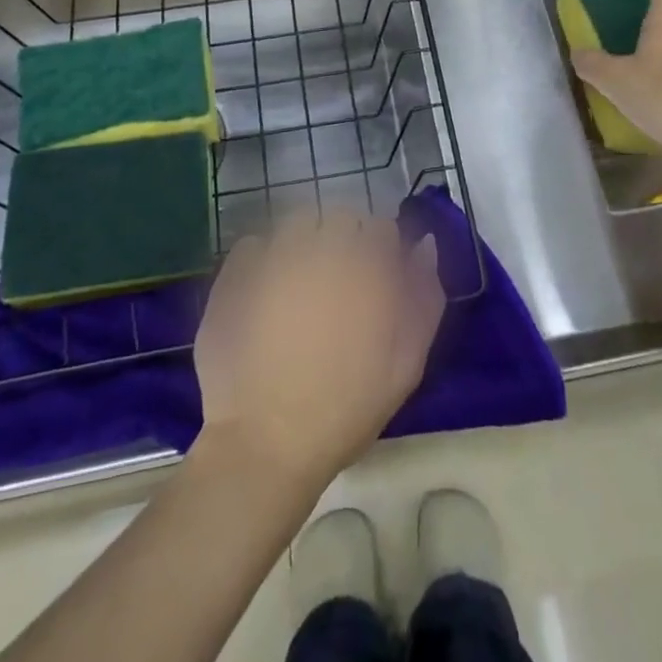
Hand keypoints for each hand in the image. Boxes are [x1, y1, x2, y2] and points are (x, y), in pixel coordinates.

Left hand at [193, 210, 444, 489]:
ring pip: (298, 223)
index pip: (382, 228)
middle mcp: (323, 247)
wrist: (265, 443)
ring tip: (301, 282)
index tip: (376, 280)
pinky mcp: (236, 272)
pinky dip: (263, 257)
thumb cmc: (346, 409)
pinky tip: (265, 290)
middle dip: (346, 241)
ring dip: (306, 241)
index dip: (382, 252)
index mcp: (367, 266)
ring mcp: (275, 255)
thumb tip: (425, 244)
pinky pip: (254, 244)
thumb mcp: (407, 363)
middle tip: (340, 284)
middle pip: (341, 218)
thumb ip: (424, 296)